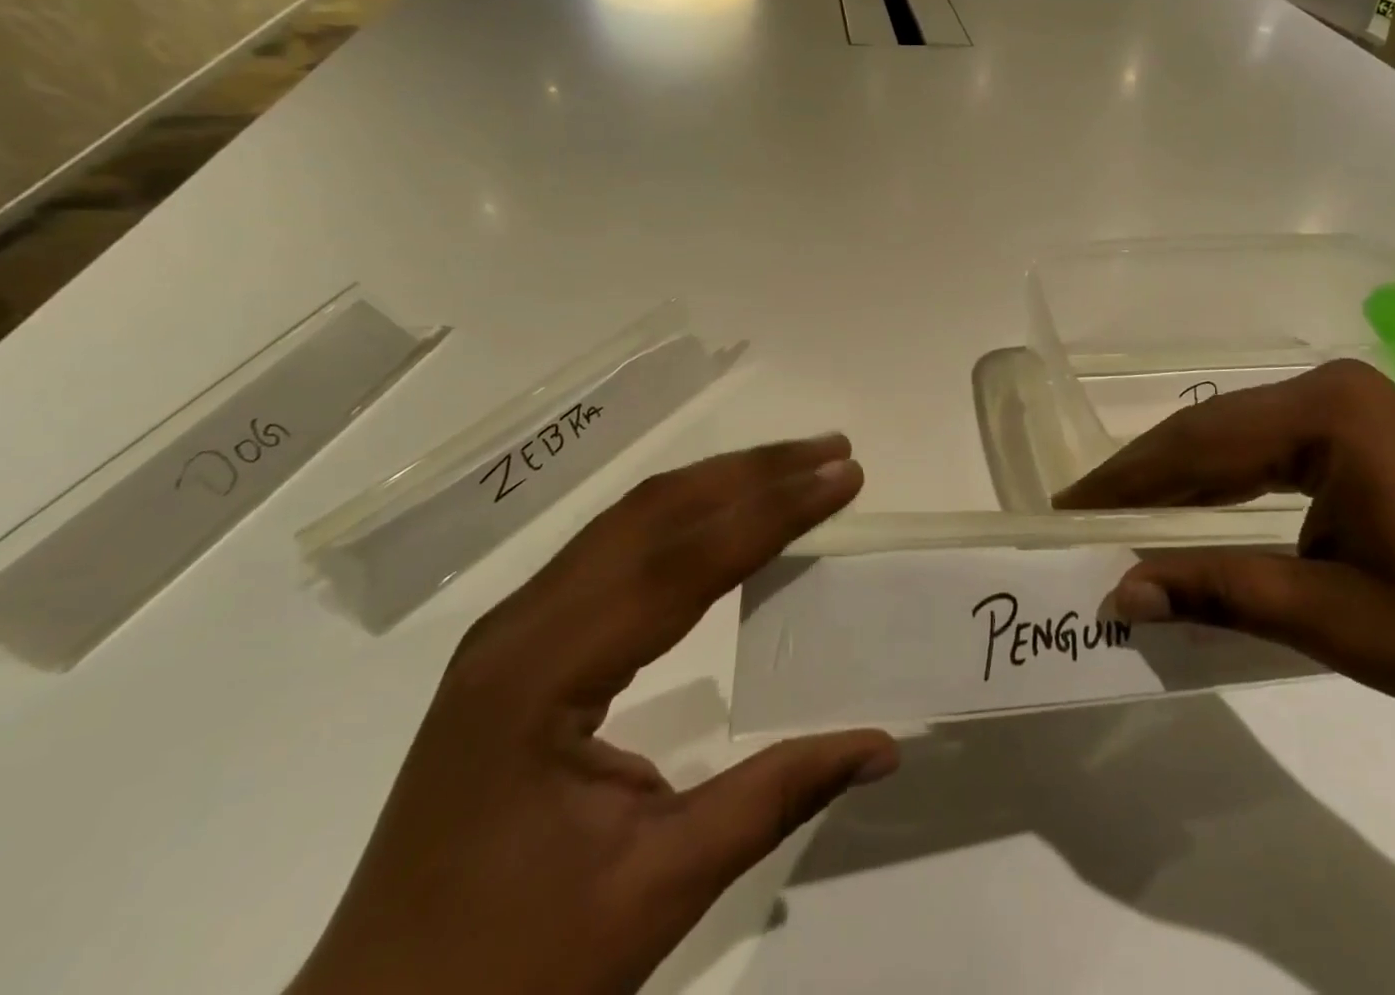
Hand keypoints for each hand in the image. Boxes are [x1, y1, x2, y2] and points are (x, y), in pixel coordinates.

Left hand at [289, 435, 897, 994]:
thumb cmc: (510, 972)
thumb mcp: (656, 890)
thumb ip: (776, 796)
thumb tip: (884, 746)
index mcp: (542, 674)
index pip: (682, 563)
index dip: (773, 511)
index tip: (844, 475)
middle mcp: (521, 626)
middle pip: (653, 515)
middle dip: (752, 472)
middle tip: (832, 450)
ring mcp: (514, 630)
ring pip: (630, 521)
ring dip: (718, 482)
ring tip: (793, 465)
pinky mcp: (520, 645)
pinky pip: (613, 550)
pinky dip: (683, 516)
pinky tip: (721, 514)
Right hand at [1055, 360, 1394, 728]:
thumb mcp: (1336, 619)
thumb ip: (1220, 594)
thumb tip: (1119, 594)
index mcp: (1325, 413)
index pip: (1196, 443)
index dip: (1125, 481)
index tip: (1067, 510)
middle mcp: (1331, 390)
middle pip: (1210, 431)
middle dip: (1144, 477)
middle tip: (1082, 515)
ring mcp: (1353, 407)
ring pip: (1237, 439)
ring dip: (1181, 480)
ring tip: (1123, 515)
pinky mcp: (1368, 434)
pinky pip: (1273, 451)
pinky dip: (1226, 484)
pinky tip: (1197, 509)